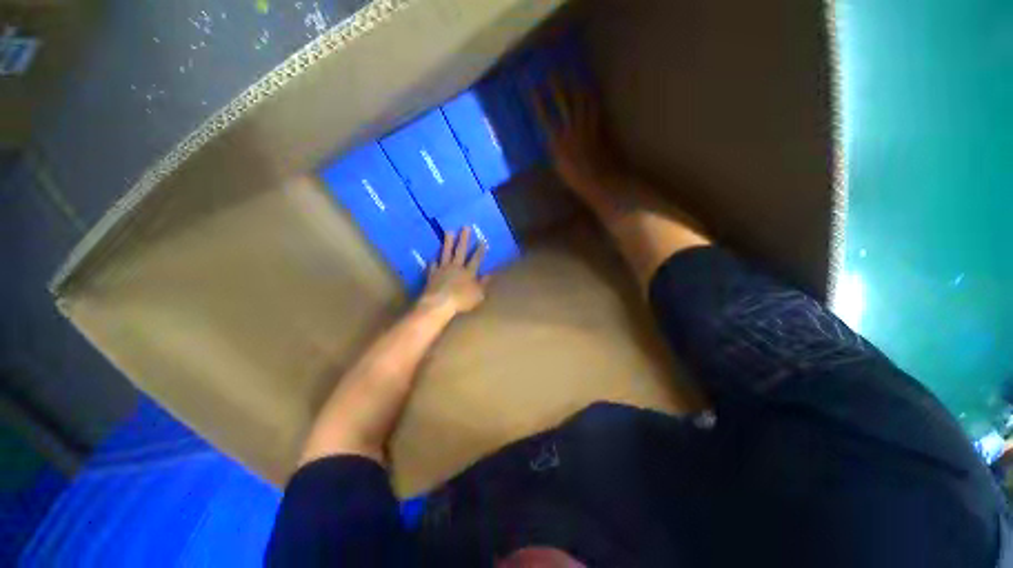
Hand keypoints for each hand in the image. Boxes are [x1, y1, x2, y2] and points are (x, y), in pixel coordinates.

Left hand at [419, 227, 488, 315]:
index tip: (482, 240)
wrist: (439, 304)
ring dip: (448, 242)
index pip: (476, 259)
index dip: (480, 250)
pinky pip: (433, 265)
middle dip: (464, 239)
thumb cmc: (461, 301)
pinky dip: (433, 260)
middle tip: (465, 227)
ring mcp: (443, 269)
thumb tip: (489, 274)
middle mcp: (456, 268)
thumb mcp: (478, 295)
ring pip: (446, 253)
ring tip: (449, 231)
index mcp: (469, 273)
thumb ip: (483, 283)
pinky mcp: (432, 274)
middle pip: (460, 251)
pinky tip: (433, 257)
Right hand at [533, 75, 619, 200]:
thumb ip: (553, 151)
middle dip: (556, 87)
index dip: (538, 102)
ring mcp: (585, 127)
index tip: (531, 88)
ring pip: (580, 102)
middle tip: (551, 73)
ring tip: (571, 76)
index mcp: (557, 142)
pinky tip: (590, 91)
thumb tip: (549, 140)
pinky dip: (591, 98)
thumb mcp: (558, 167)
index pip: (545, 117)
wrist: (597, 180)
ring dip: (575, 87)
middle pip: (563, 103)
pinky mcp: (597, 128)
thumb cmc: (574, 179)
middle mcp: (570, 130)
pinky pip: (594, 109)